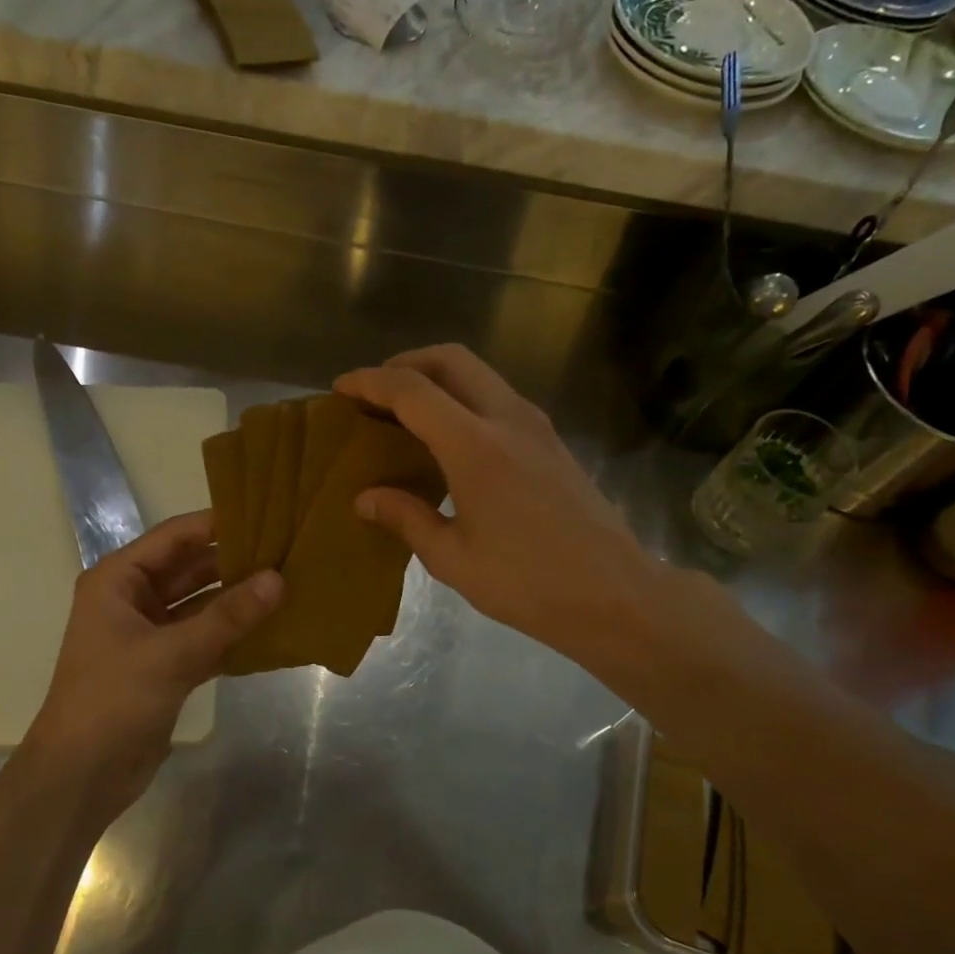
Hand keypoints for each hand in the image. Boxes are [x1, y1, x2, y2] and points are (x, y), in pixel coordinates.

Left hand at [25, 511, 280, 817]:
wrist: (81, 776)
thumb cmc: (113, 700)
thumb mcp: (172, 653)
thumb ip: (227, 616)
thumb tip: (278, 579)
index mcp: (119, 580)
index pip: (175, 536)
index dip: (218, 524)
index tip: (267, 514)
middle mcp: (133, 599)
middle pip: (191, 568)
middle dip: (235, 562)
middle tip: (288, 551)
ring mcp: (150, 634)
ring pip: (201, 604)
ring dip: (238, 600)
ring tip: (289, 585)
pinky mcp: (166, 666)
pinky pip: (206, 637)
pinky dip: (233, 634)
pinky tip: (273, 629)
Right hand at [334, 345, 667, 673]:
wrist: (614, 594)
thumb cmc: (528, 583)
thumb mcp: (453, 559)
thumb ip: (406, 518)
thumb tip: (364, 498)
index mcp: (475, 446)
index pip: (412, 390)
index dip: (370, 382)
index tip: (340, 389)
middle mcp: (507, 418)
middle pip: (450, 359)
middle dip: (405, 364)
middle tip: (375, 395)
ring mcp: (536, 425)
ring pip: (479, 374)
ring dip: (438, 379)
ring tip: (407, 415)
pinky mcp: (552, 440)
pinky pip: (498, 397)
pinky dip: (464, 399)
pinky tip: (450, 440)